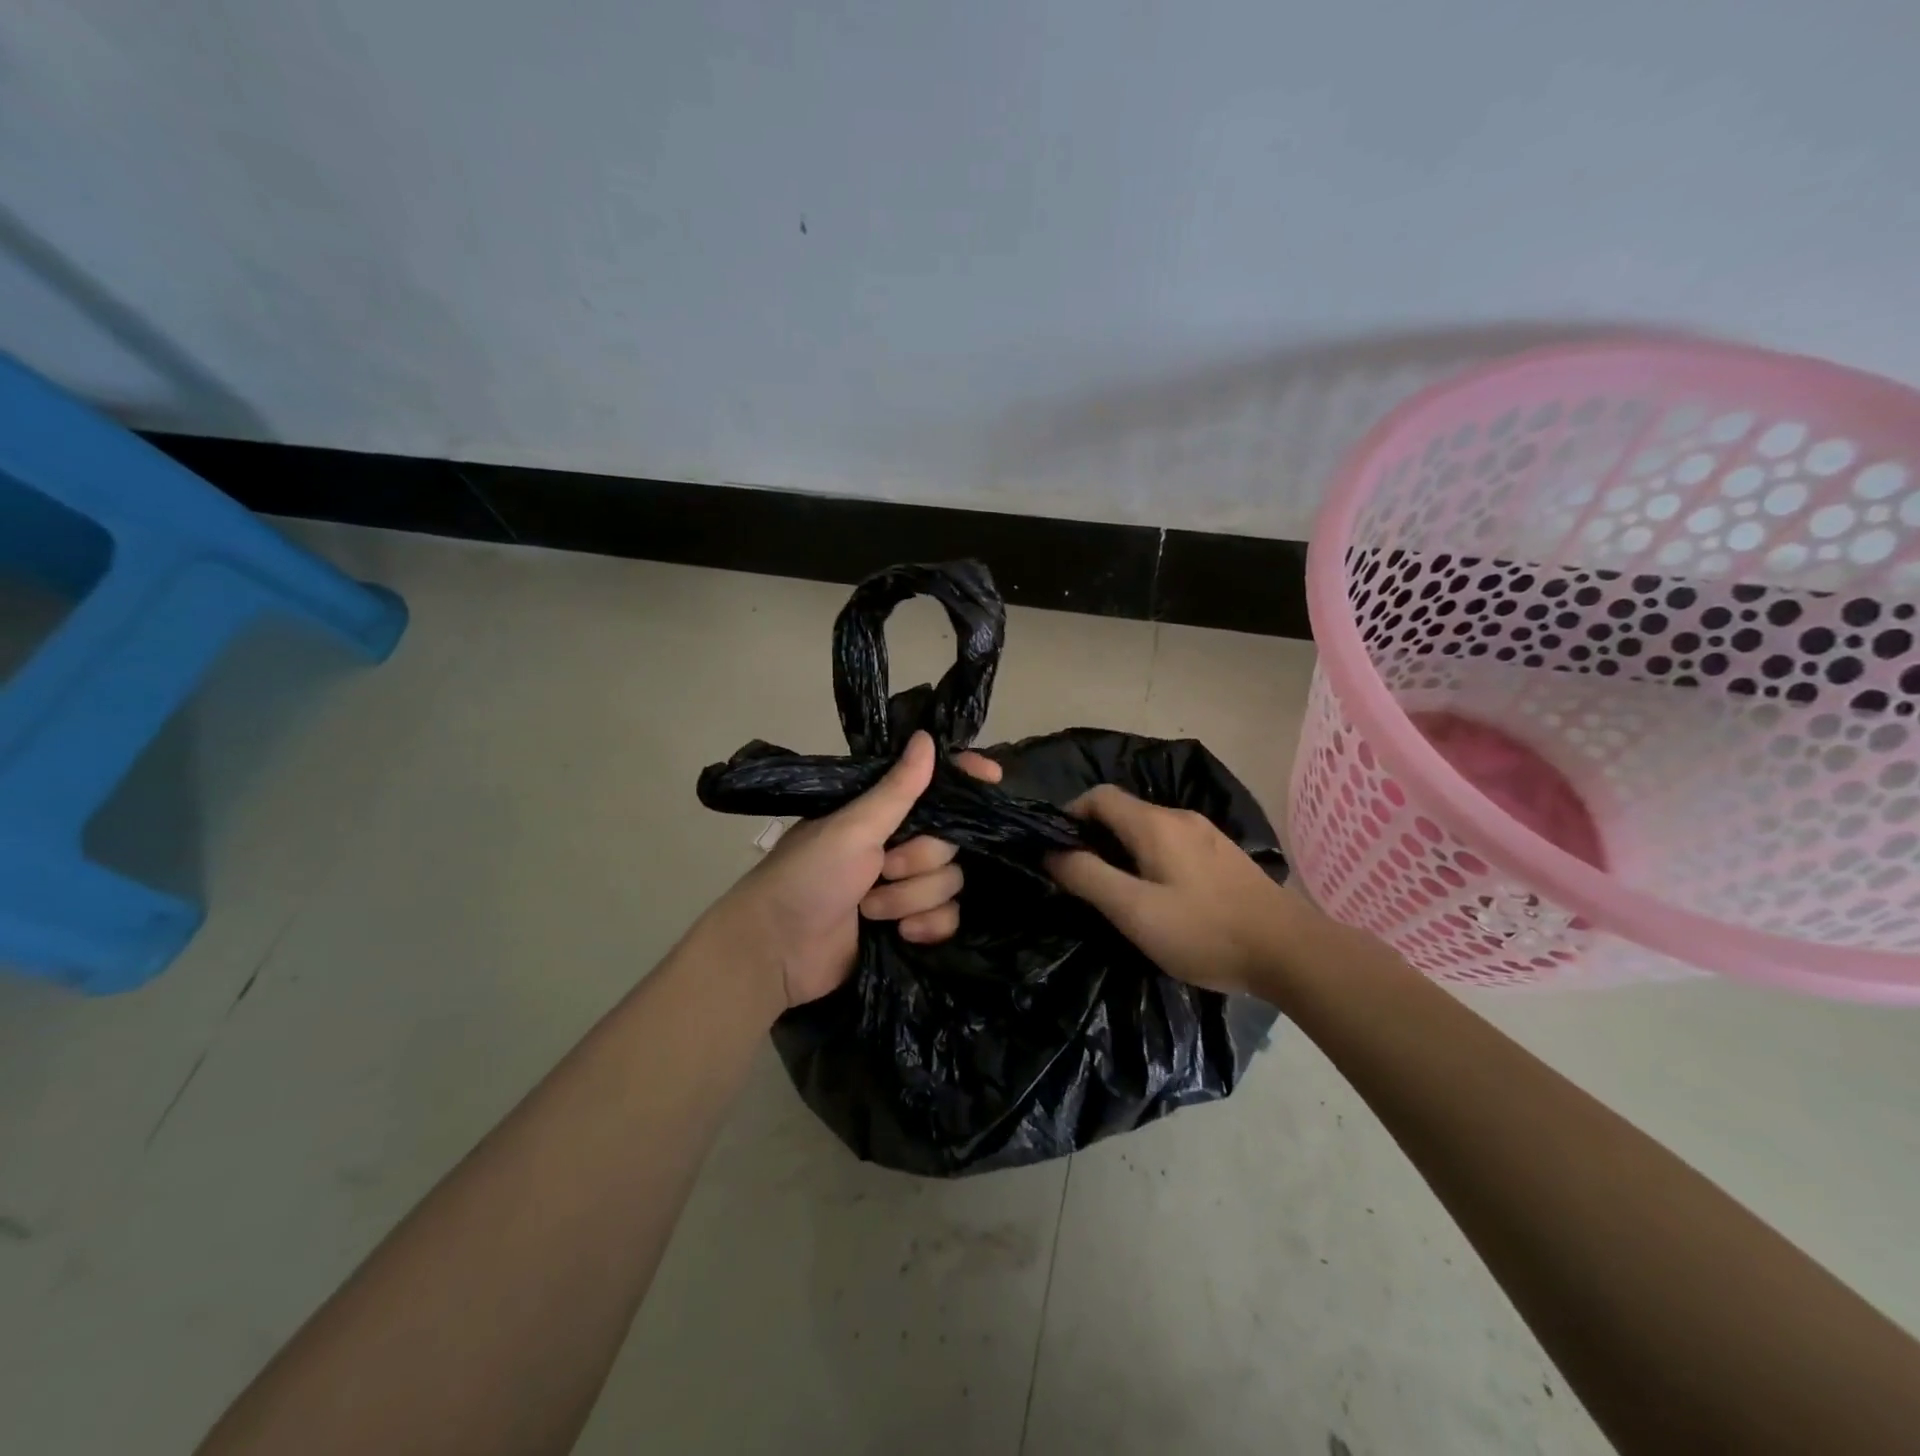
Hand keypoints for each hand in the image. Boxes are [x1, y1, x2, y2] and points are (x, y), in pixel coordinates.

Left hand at [706, 732, 1000, 1010]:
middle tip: (881, 869)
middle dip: (918, 861)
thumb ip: (897, 790)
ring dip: (911, 899)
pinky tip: (901, 934)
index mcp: (880, 813)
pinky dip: (927, 926)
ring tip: (871, 909)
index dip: (964, 779)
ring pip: (950, 882)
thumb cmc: (808, 876)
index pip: (934, 786)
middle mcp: (898, 843)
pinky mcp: (911, 925)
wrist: (777, 951)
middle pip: (950, 841)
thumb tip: (928, 737)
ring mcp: (905, 886)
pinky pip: (949, 917)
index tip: (992, 776)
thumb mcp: (852, 828)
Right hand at [1046, 786, 1302, 997]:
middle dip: (1096, 836)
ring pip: (1149, 829)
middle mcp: (1180, 818)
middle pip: (1124, 812)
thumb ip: (1088, 878)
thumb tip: (1052, 852)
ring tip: (1118, 891)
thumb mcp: (1135, 911)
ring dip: (1124, 850)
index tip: (1057, 849)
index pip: (1099, 796)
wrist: (1290, 952)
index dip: (1071, 815)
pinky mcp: (1224, 855)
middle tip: (1083, 878)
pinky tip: (1161, 896)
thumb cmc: (1204, 931)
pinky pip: (1173, 844)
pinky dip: (1152, 859)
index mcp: (1154, 824)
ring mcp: (1207, 834)